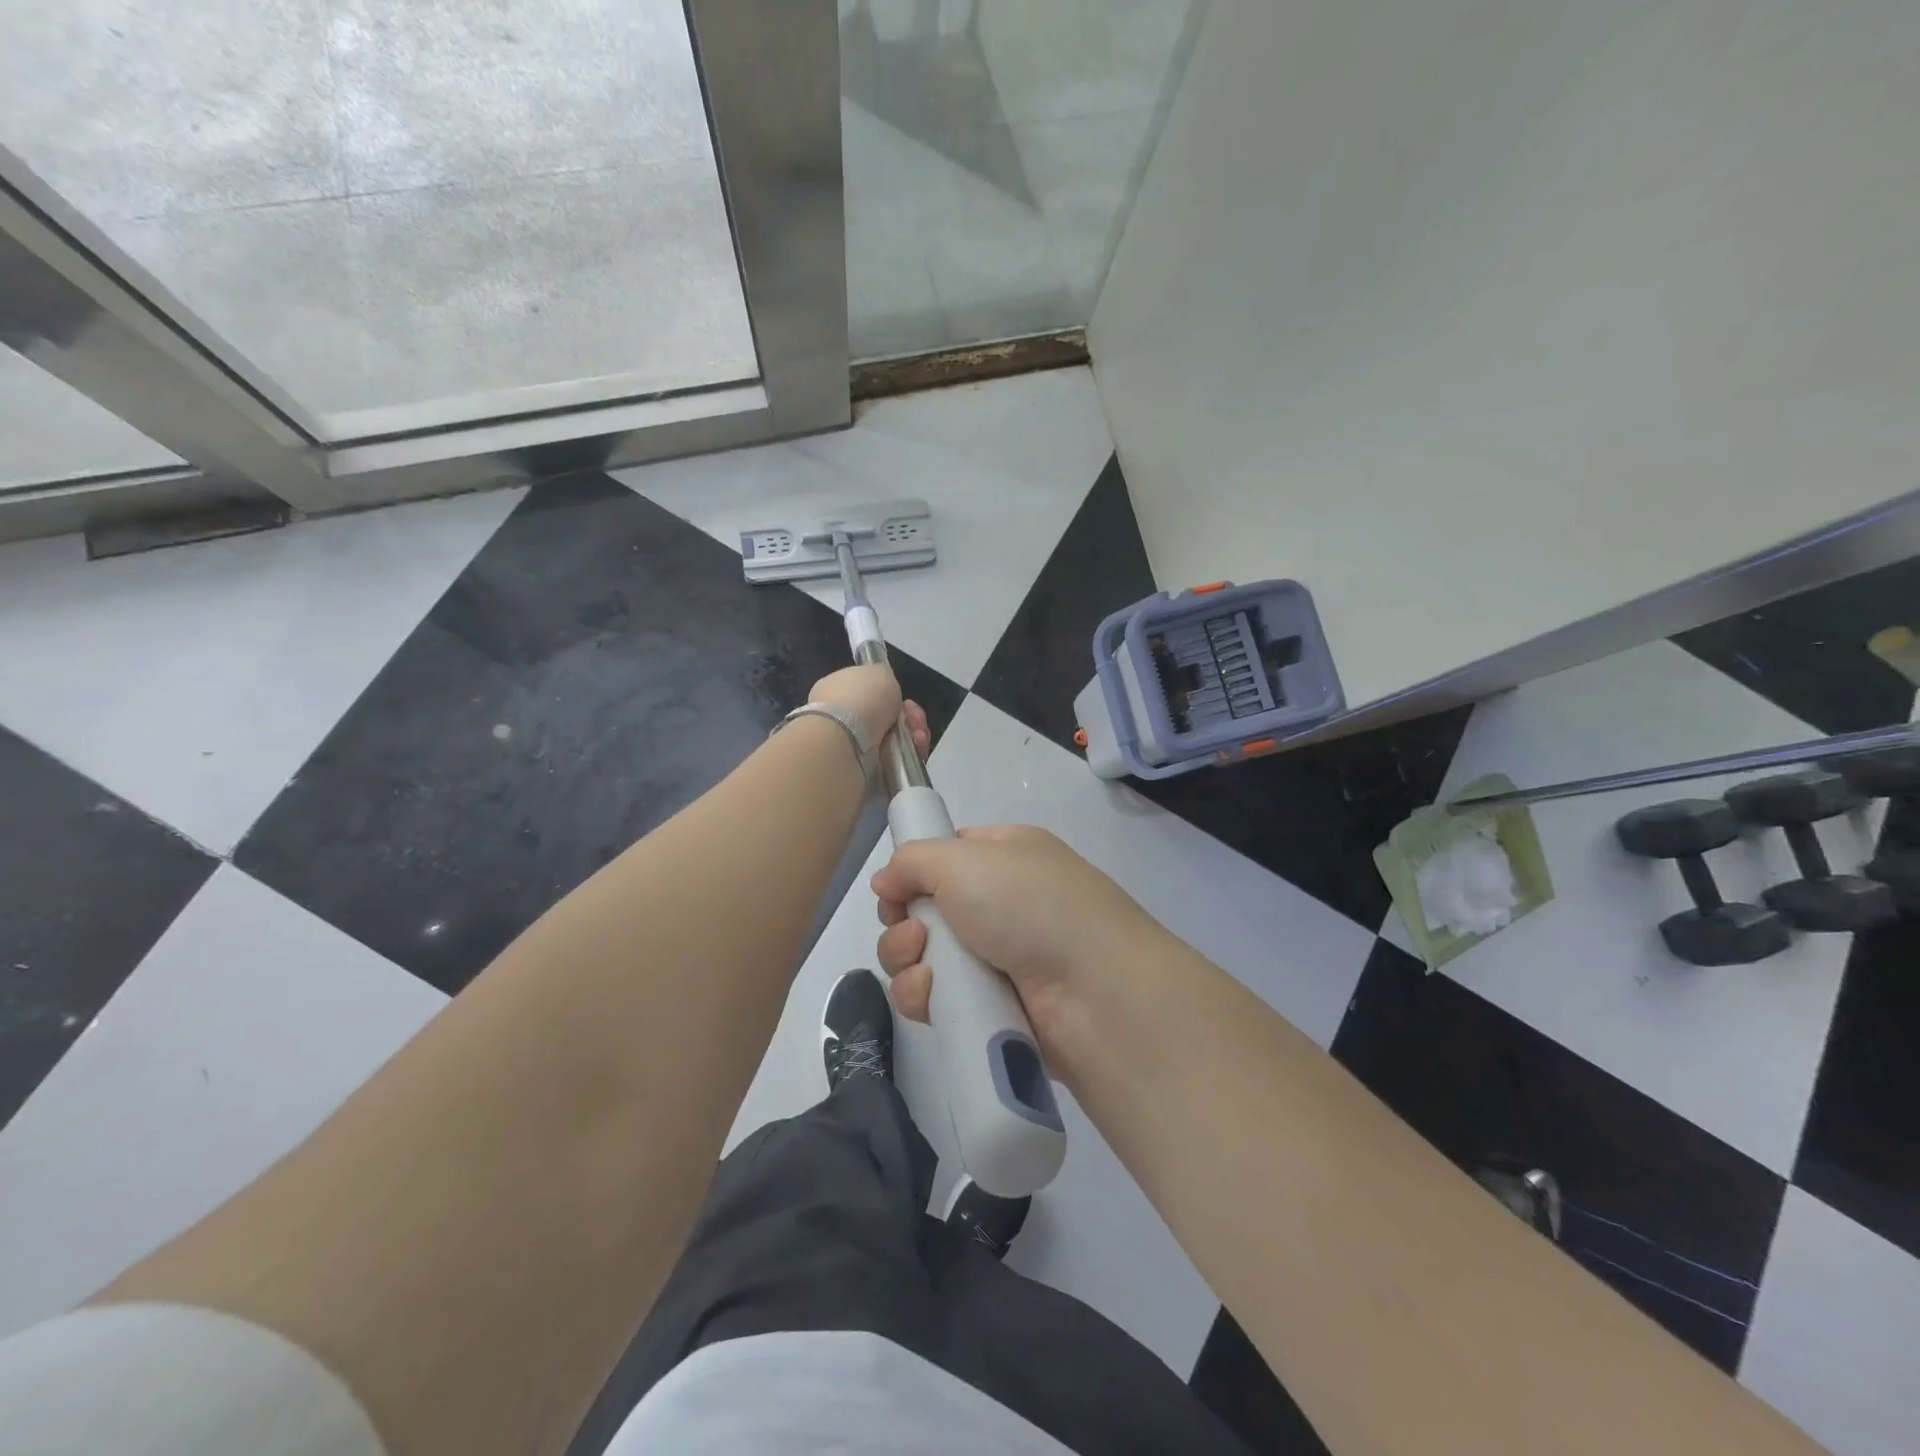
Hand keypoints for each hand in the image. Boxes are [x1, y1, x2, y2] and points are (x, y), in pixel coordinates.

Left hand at [807, 665, 929, 756]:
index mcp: (836, 692)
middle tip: (913, 717)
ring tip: (918, 735)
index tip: (902, 696)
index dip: (889, 694)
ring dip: (913, 735)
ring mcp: (853, 749)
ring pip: (896, 741)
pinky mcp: (867, 772)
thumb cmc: (860, 698)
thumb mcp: (878, 671)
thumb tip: (883, 688)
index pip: (868, 694)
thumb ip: (882, 678)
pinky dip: (911, 754)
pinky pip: (898, 761)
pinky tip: (916, 747)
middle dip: (908, 717)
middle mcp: (842, 721)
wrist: (847, 740)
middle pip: (887, 719)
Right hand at [870, 825, 1167, 1061]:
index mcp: (1005, 855)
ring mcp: (998, 957)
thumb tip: (885, 881)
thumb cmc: (1030, 905)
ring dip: (907, 959)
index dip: (913, 872)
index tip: (896, 890)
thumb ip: (912, 861)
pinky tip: (932, 996)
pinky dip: (924, 996)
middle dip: (903, 921)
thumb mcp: (964, 860)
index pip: (945, 855)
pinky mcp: (991, 1008)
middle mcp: (1001, 903)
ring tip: (925, 964)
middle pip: (924, 909)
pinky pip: (936, 998)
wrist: (1095, 992)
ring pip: (923, 956)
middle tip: (915, 933)